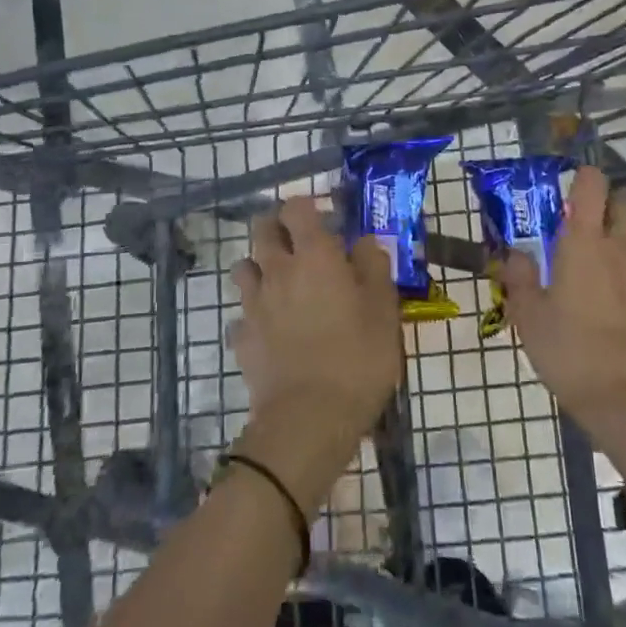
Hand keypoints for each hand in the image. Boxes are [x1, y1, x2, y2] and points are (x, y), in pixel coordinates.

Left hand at [227, 198, 402, 509]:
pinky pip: (242, 314)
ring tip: (282, 284)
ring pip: (244, 267)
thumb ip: (374, 266)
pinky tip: (271, 330)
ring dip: (260, 266)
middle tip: (300, 244)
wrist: (308, 420)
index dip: (306, 206)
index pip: (296, 208)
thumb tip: (364, 241)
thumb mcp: (384, 311)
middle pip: (262, 229)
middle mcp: (278, 270)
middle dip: (277, 227)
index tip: (323, 218)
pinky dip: (254, 314)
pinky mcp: (241, 338)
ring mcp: (254, 304)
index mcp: (314, 256)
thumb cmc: (357, 358)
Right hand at [498, 166, 625, 435]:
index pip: (592, 183)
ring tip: (614, 254)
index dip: (583, 178)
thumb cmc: (572, 354)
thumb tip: (514, 254)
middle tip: (591, 224)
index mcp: (584, 242)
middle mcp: (622, 246)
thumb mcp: (529, 318)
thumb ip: (519, 278)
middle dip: (611, 202)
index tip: (570, 192)